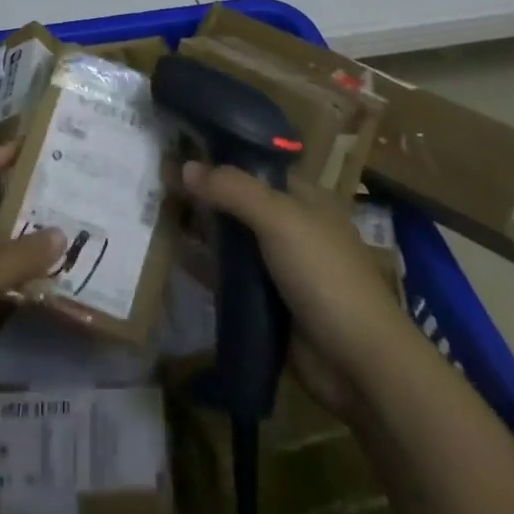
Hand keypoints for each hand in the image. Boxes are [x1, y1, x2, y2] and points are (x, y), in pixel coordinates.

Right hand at [181, 163, 410, 417]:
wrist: (358, 364)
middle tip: (156, 184)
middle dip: (203, 195)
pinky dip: (205, 266)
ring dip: (201, 230)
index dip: (219, 158)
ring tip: (155, 215)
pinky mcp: (267, 302)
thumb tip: (185, 166)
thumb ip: (232, 190)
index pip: (255, 166)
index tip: (177, 150)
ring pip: (232, 239)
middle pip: (239, 202)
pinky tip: (174, 256)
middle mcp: (291, 226)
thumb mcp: (279, 219)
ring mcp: (279, 266)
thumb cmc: (324, 276)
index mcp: (304, 199)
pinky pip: (229, 276)